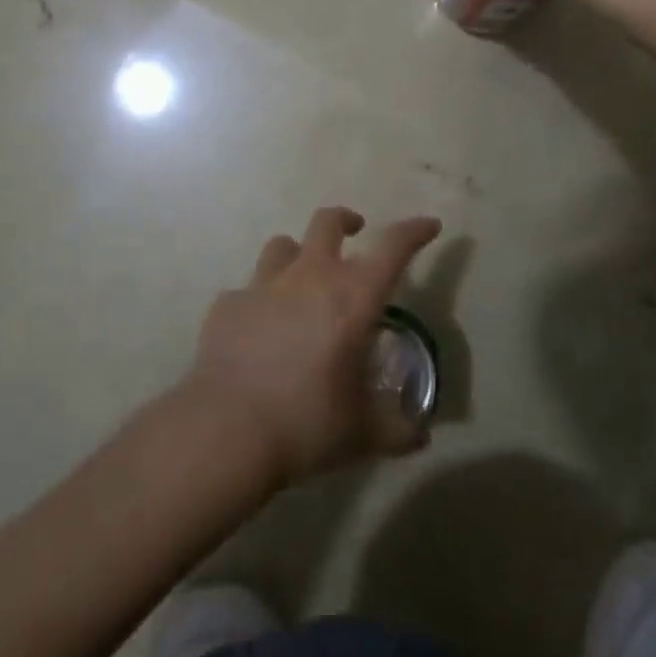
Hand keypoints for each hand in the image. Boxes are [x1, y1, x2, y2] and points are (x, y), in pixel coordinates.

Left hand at [186, 207, 442, 484]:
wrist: (227, 429)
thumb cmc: (307, 424)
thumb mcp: (363, 433)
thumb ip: (398, 430)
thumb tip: (420, 436)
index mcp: (352, 298)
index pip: (394, 247)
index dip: (414, 231)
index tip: (428, 226)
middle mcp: (309, 277)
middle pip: (327, 222)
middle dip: (345, 221)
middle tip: (355, 232)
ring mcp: (263, 285)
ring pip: (283, 245)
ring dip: (298, 254)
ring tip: (302, 277)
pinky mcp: (227, 304)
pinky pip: (248, 289)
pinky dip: (260, 300)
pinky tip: (259, 328)